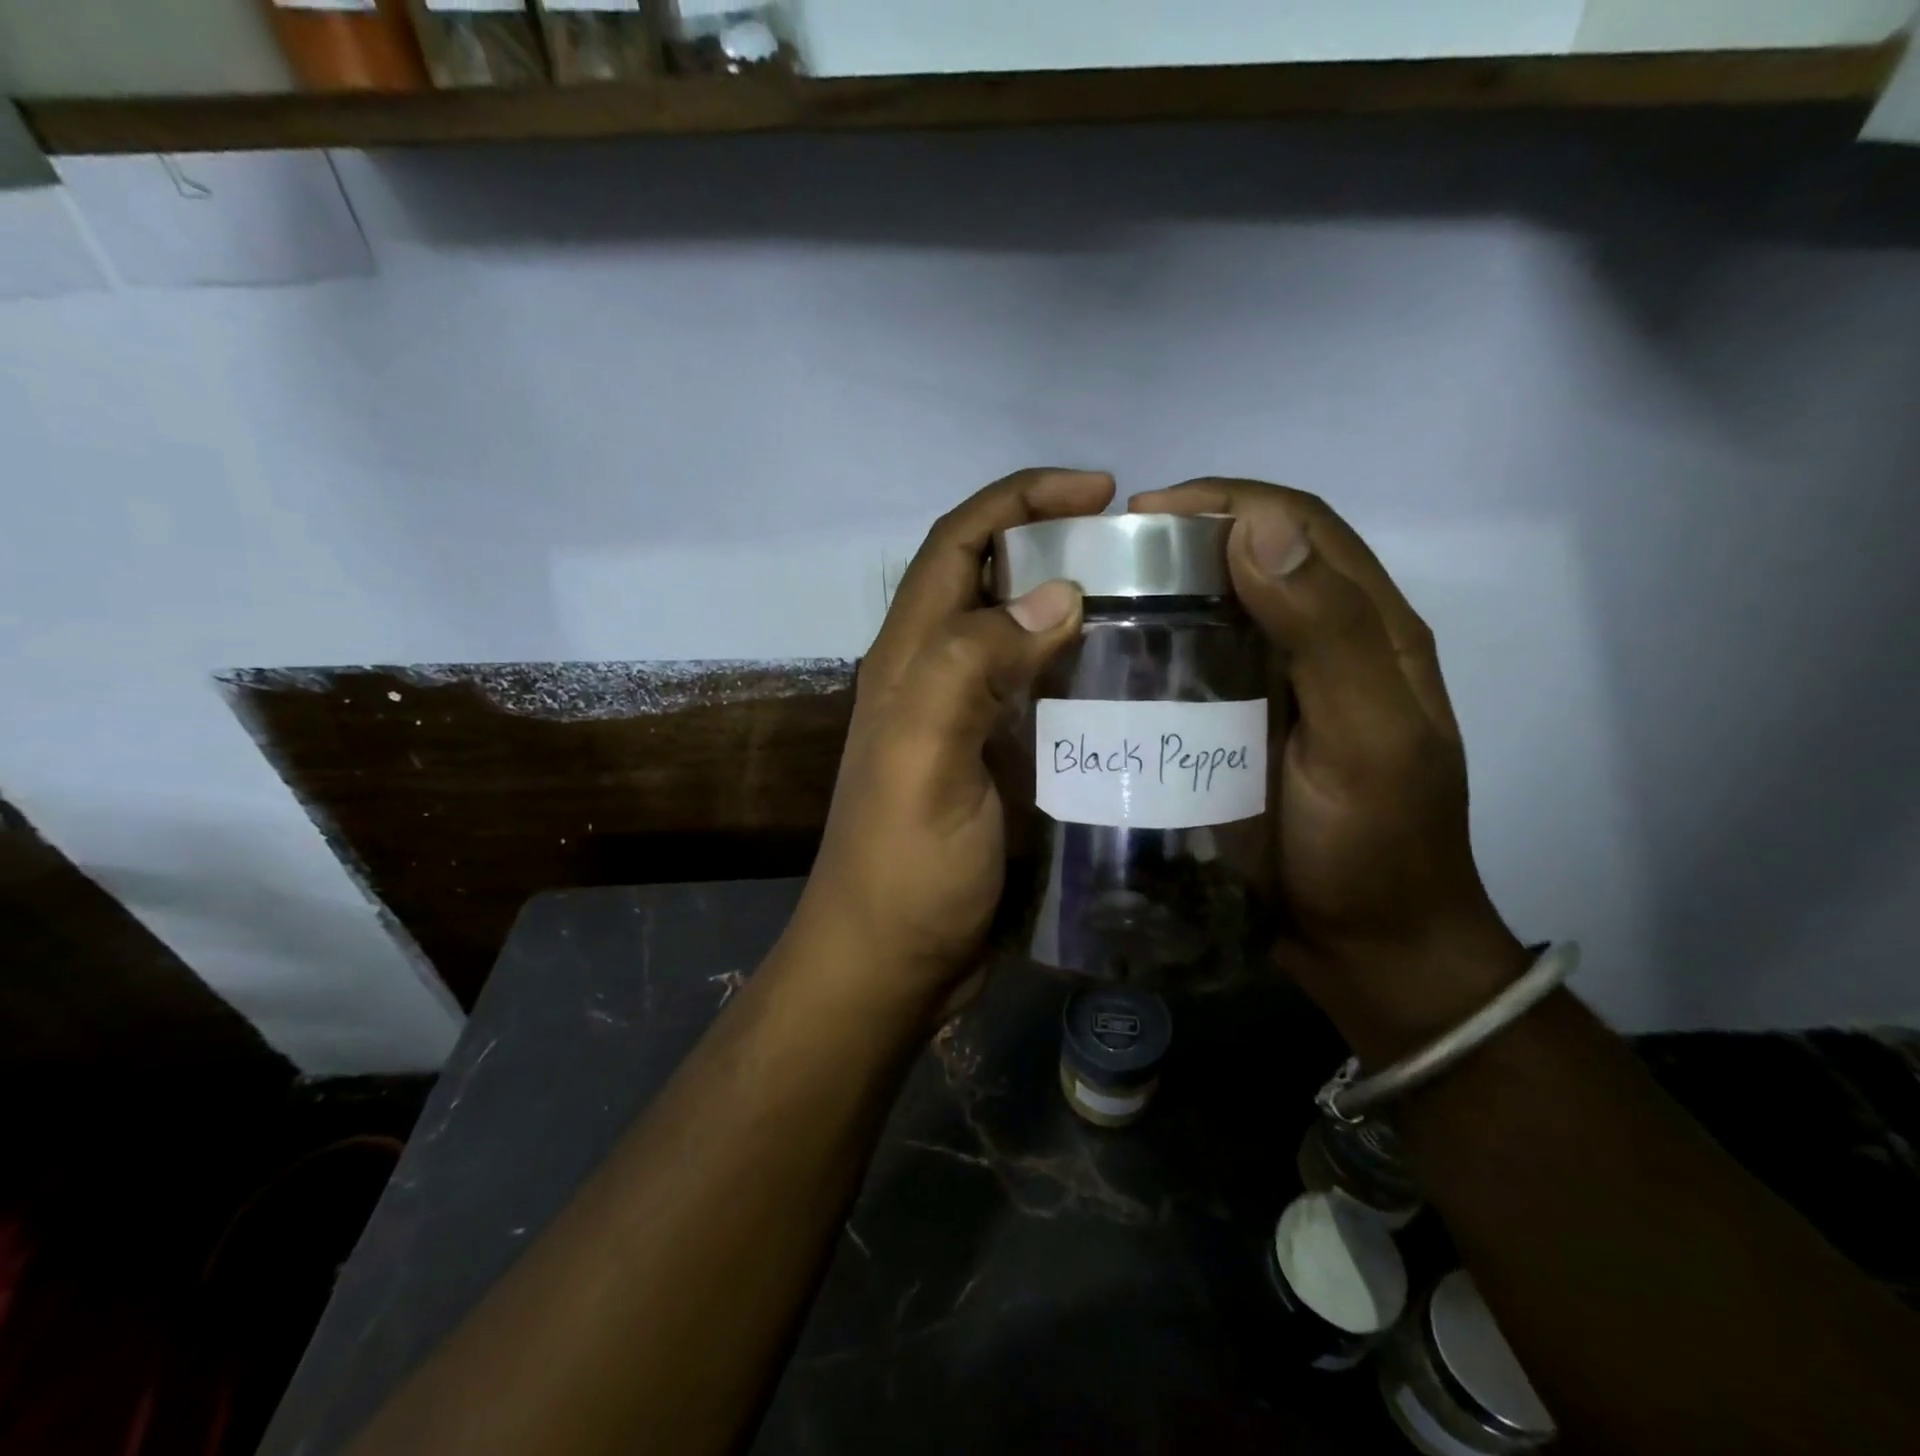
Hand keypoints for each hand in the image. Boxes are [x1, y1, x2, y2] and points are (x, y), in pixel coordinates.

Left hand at [790, 469, 1114, 1019]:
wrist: (892, 964)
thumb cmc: (905, 869)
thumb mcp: (926, 762)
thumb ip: (970, 668)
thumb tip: (1056, 593)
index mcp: (910, 660)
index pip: (958, 543)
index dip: (1020, 500)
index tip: (1099, 492)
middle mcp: (933, 676)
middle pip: (992, 581)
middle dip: (1056, 546)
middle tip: (1140, 555)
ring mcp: (965, 722)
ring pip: (1022, 638)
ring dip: (1076, 612)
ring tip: (1153, 611)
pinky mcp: (995, 764)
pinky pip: (1041, 697)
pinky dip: (1082, 676)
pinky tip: (1133, 687)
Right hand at [1131, 479, 1528, 1061]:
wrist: (1368, 949)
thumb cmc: (1373, 847)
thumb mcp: (1368, 738)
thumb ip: (1327, 632)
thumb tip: (1258, 524)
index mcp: (1371, 628)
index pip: (1301, 524)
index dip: (1227, 500)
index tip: (1145, 514)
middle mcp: (1327, 643)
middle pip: (1257, 557)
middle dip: (1186, 539)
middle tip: (1107, 558)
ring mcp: (1284, 688)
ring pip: (1224, 611)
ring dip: (1169, 592)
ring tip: (1100, 601)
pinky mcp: (1248, 727)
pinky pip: (1202, 668)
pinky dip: (1163, 649)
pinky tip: (1117, 663)